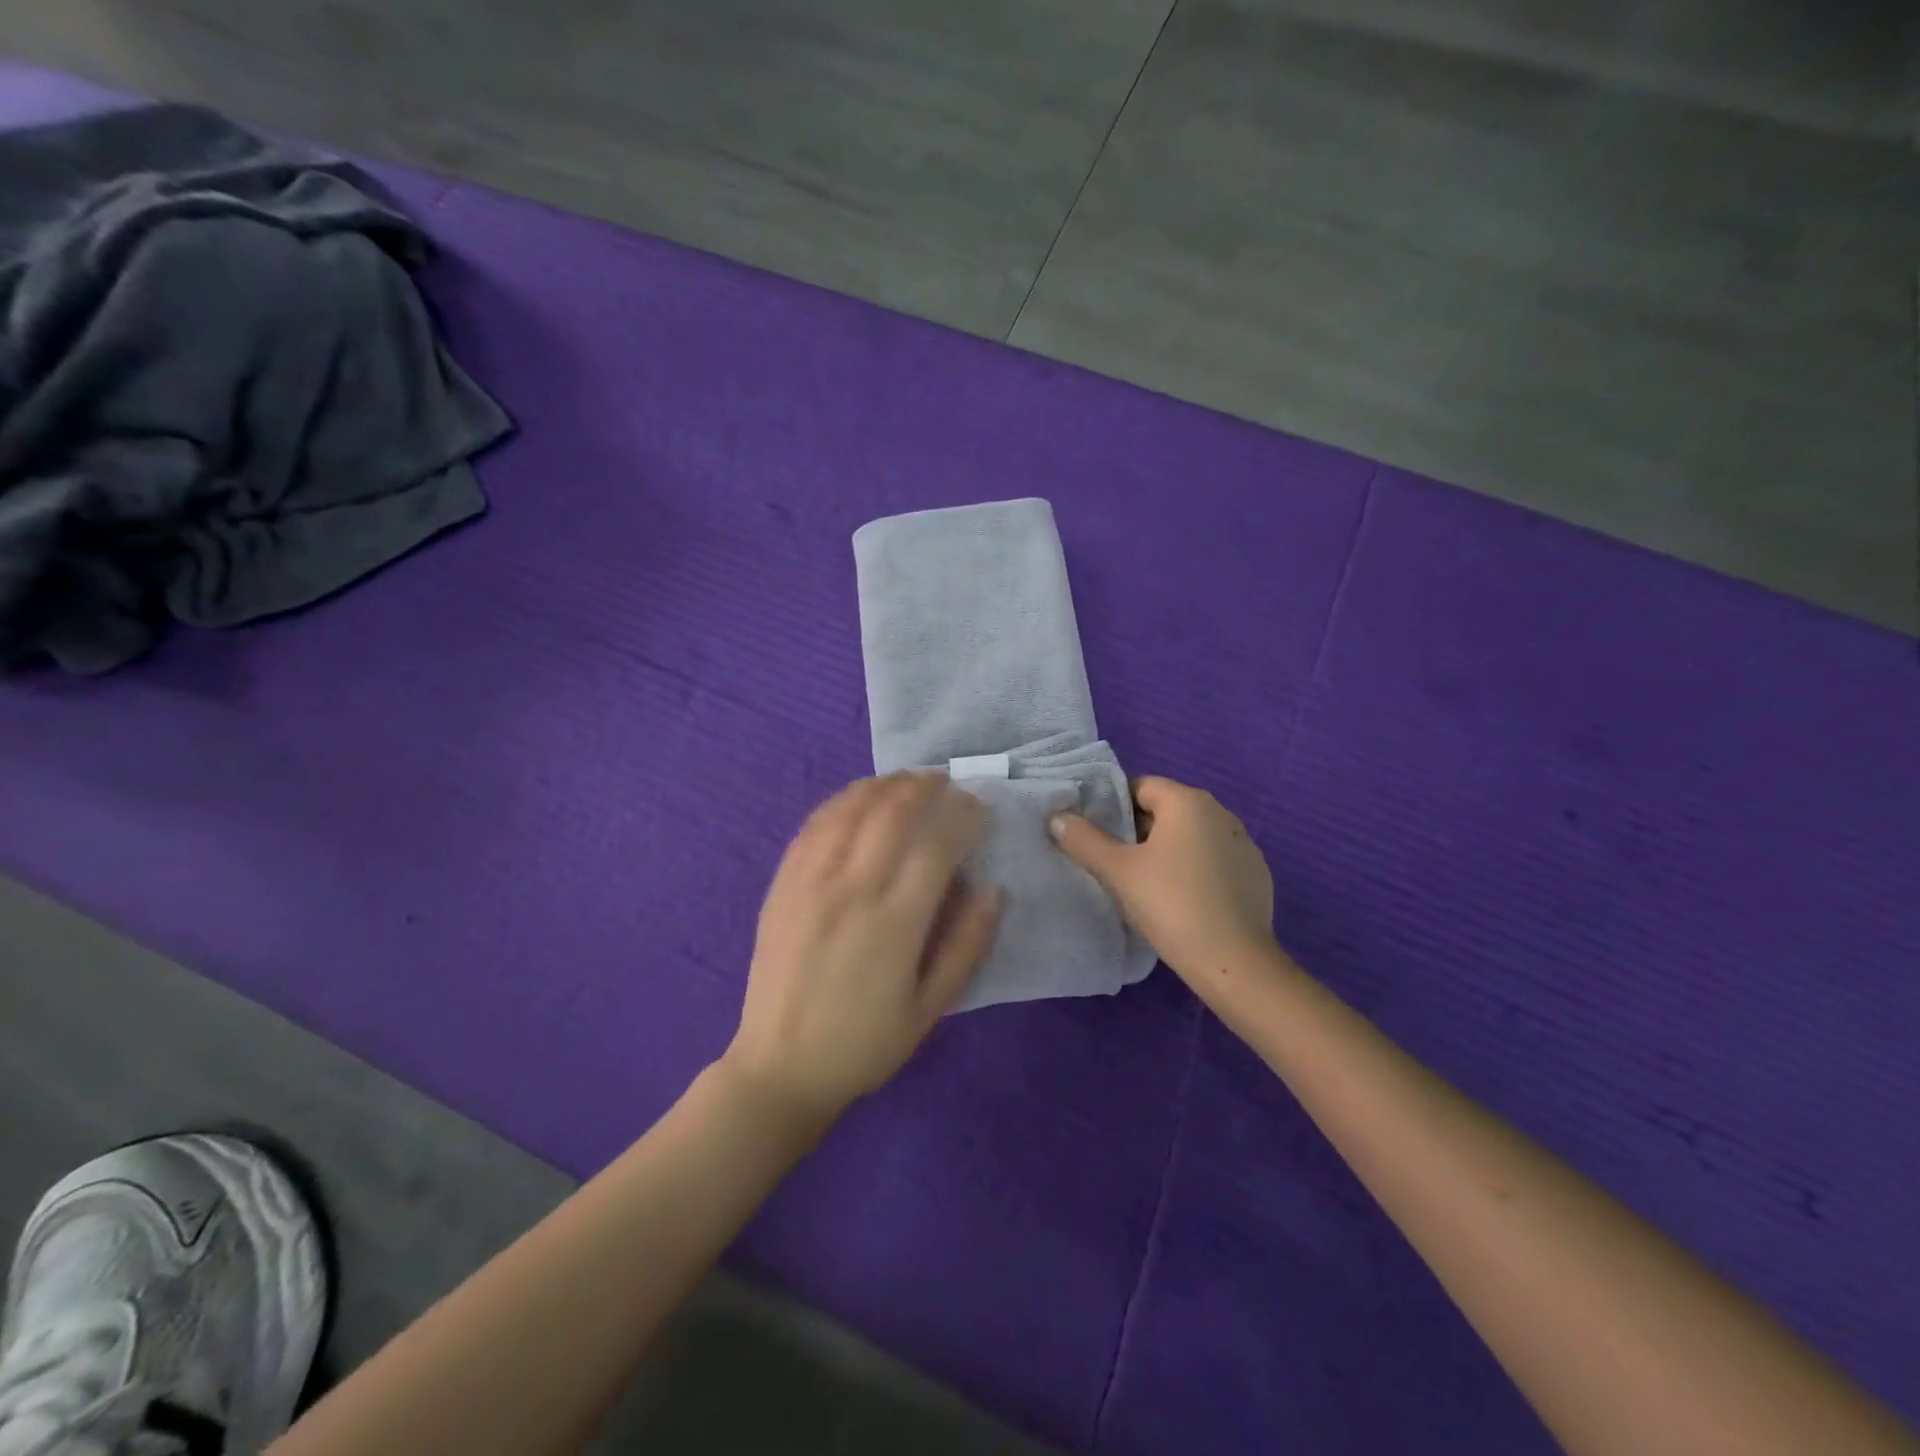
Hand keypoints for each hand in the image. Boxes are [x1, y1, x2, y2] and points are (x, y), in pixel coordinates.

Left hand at [725, 773, 1001, 1122]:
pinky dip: (842, 801)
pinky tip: (859, 797)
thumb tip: (993, 889)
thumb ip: (966, 945)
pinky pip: (814, 824)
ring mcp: (810, 881)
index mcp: (894, 923)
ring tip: (908, 781)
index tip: (978, 808)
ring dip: (884, 785)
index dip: (962, 816)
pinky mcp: (783, 883)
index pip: (936, 844)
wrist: (779, 1067)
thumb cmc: (864, 1043)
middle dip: (925, 788)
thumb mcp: (930, 1009)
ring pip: (851, 809)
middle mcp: (851, 889)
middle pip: (892, 813)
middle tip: (946, 783)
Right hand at [1050, 776, 1275, 993]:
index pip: (1141, 786)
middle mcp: (1222, 813)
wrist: (1234, 963)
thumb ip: (1085, 840)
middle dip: (1138, 831)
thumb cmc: (1171, 905)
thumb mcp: (1118, 872)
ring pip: (1191, 838)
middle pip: (1166, 810)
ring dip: (1166, 852)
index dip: (1113, 806)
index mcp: (1189, 802)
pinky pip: (1213, 861)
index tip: (1095, 834)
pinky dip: (1194, 872)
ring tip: (1143, 884)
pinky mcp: (1256, 876)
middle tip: (1112, 861)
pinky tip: (1181, 902)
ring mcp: (1244, 845)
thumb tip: (1058, 817)